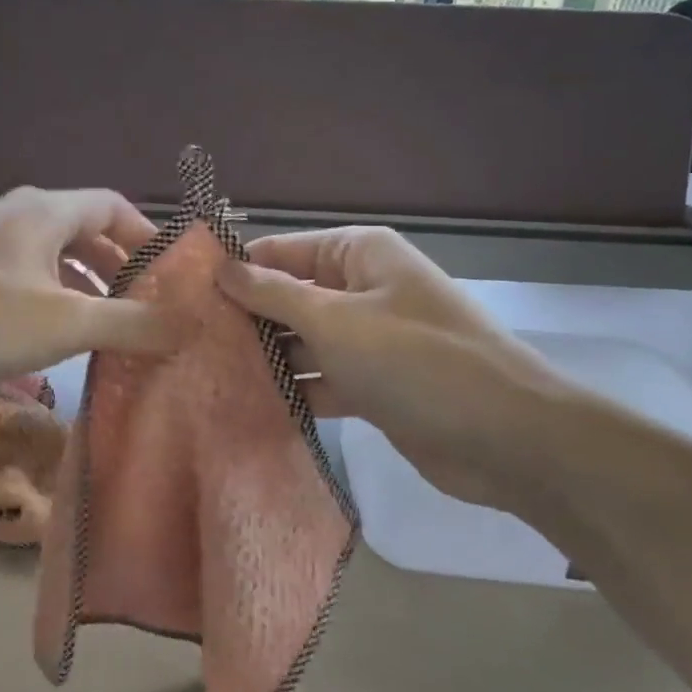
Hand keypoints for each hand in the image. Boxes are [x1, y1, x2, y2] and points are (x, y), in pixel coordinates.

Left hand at [0, 187, 174, 404]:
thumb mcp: (64, 322)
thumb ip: (131, 322)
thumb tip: (191, 323)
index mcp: (44, 211)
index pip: (112, 206)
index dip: (148, 236)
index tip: (174, 275)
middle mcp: (16, 218)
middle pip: (83, 232)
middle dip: (119, 268)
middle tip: (147, 308)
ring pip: (51, 261)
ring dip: (84, 290)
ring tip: (109, 329)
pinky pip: (23, 283)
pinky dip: (50, 305)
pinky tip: (54, 342)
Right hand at [215, 227, 581, 512]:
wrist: (509, 439)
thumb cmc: (417, 361)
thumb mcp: (336, 321)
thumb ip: (274, 295)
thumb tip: (221, 267)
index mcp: (358, 255)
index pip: (281, 252)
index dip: (234, 272)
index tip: (182, 298)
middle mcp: (361, 289)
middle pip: (288, 297)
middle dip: (245, 320)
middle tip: (184, 345)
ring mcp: (369, 339)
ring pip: (303, 341)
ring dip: (265, 358)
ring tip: (205, 376)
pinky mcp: (374, 384)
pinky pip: (322, 377)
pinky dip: (294, 389)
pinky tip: (249, 405)